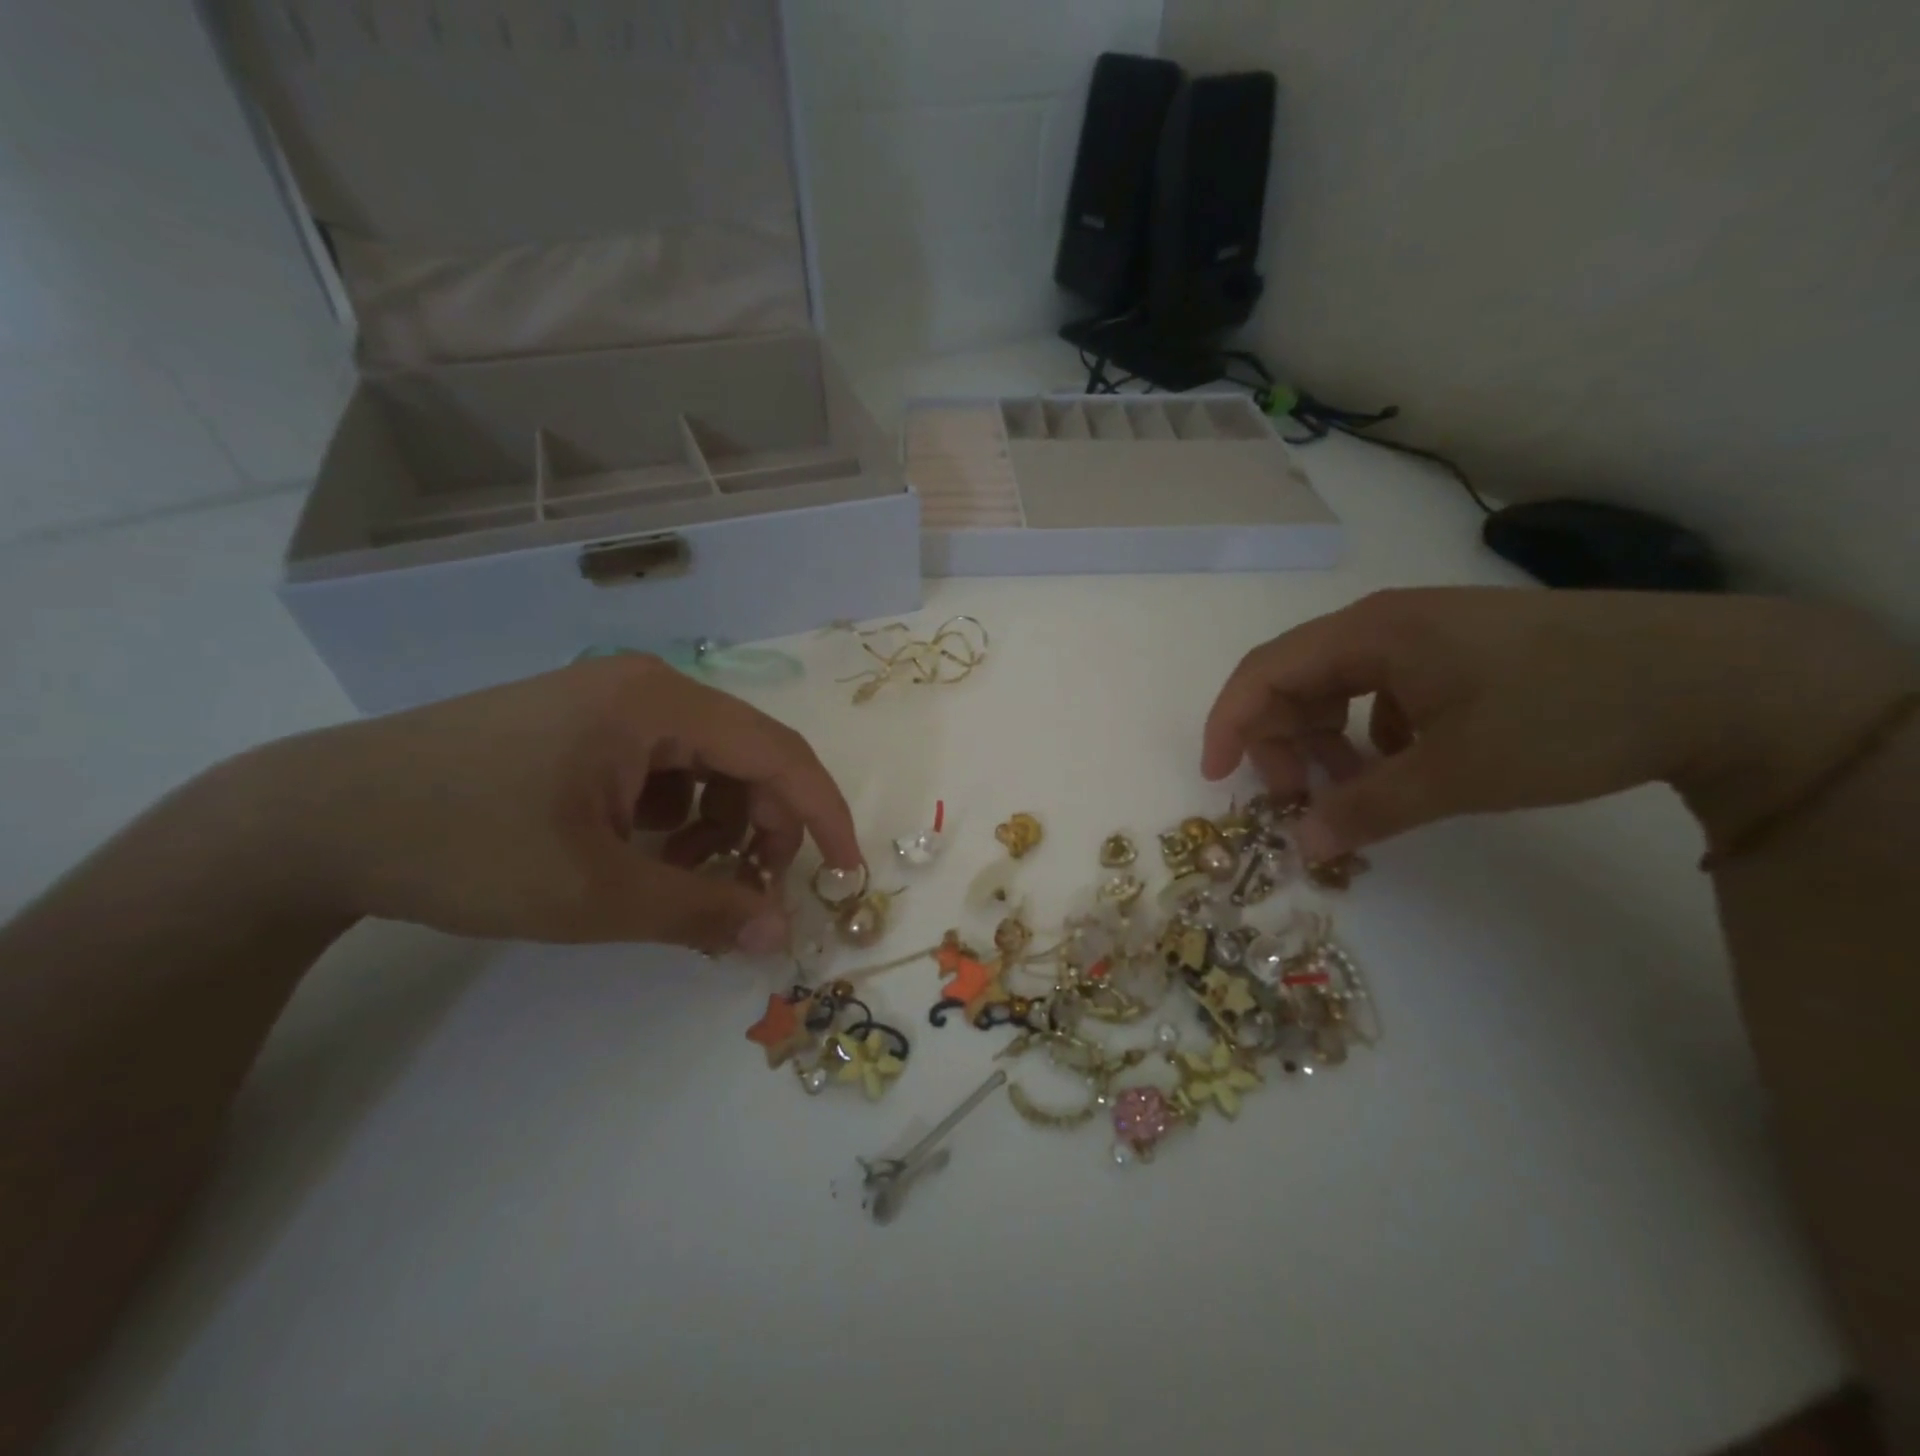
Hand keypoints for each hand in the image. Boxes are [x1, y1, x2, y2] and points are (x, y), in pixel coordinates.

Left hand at [213, 656, 859, 953]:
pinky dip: (674, 817)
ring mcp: (609, 705)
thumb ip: (702, 911)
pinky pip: (662, 769)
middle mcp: (645, 688)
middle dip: (763, 829)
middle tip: (749, 895)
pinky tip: (638, 853)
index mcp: (658, 703)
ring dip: (716, 827)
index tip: (847, 873)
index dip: (822, 815)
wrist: (315, 821)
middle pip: (746, 757)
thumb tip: (781, 935)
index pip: (779, 752)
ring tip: (680, 878)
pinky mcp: (582, 729)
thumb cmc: (465, 846)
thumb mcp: (594, 893)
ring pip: (706, 766)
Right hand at [1202, 587, 1909, 859]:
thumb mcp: (1457, 773)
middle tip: (1297, 800)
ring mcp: (1422, 633)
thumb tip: (1299, 846)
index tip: (1218, 779)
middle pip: (1294, 678)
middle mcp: (1383, 623)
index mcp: (1369, 634)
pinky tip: (1403, 763)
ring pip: (1336, 685)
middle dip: (1280, 740)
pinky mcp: (1455, 650)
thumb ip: (1366, 809)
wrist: (1715, 677)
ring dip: (1324, 739)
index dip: (1229, 724)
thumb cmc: (1565, 715)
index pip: (1263, 671)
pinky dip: (1368, 732)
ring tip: (1349, 788)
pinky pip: (1379, 689)